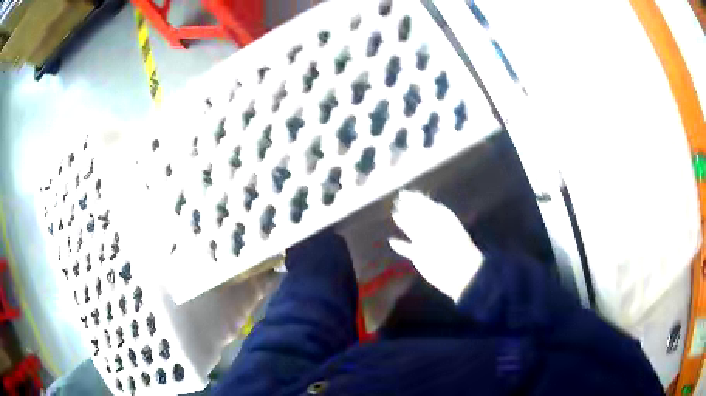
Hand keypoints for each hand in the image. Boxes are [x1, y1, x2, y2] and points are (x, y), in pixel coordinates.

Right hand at [389, 190, 482, 301]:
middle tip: (399, 200)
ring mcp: (427, 244)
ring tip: (395, 214)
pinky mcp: (420, 257)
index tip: (405, 194)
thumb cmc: (453, 246)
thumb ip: (426, 215)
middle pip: (420, 216)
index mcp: (442, 221)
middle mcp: (434, 230)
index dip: (417, 199)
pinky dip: (400, 246)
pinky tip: (392, 241)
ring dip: (404, 223)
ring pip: (413, 231)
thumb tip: (413, 203)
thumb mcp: (440, 227)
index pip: (428, 206)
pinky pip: (408, 250)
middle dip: (410, 208)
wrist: (458, 270)